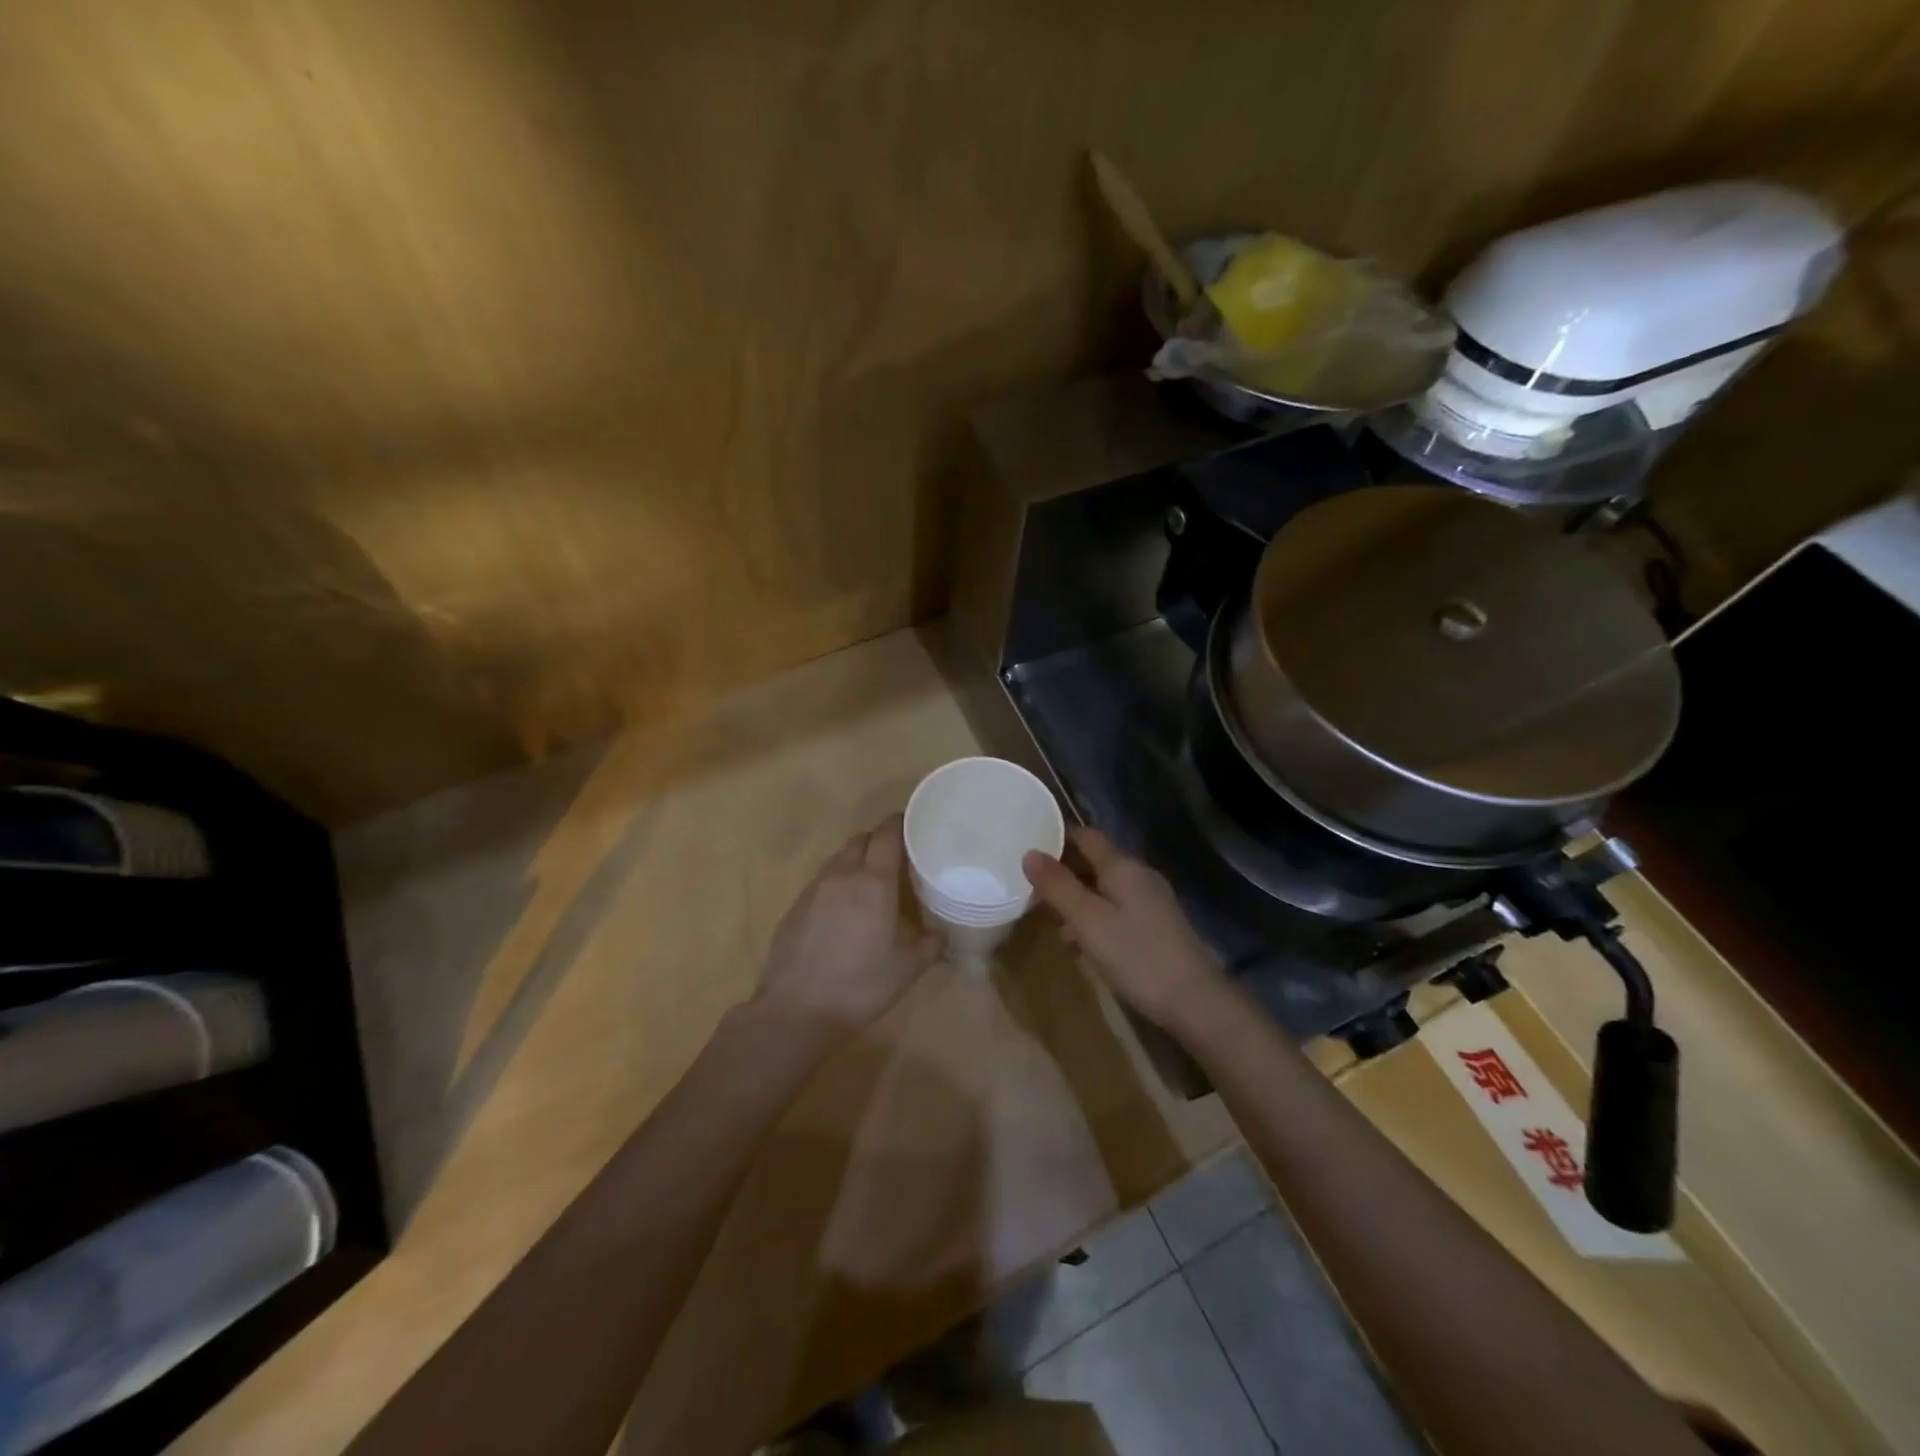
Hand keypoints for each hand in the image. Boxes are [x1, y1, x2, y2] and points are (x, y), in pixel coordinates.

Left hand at [756, 814, 939, 1029]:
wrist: (796, 1010)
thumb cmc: (861, 984)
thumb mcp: (907, 968)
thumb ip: (929, 944)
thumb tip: (940, 933)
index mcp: (873, 881)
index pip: (887, 834)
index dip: (900, 824)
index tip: (914, 826)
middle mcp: (842, 875)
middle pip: (861, 840)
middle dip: (879, 842)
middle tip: (897, 859)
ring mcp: (813, 889)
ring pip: (838, 859)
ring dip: (856, 861)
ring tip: (871, 885)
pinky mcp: (794, 907)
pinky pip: (821, 882)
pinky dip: (836, 884)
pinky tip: (843, 912)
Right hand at [1023, 826, 1227, 1029]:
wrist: (1194, 1001)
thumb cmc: (1135, 955)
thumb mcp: (1087, 920)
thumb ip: (1058, 885)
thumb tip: (1029, 853)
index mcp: (1122, 866)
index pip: (1085, 836)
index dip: (1056, 838)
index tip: (1028, 850)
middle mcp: (1139, 875)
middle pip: (1094, 861)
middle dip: (1063, 872)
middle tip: (1031, 889)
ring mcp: (1151, 900)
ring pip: (1105, 887)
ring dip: (1077, 898)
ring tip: (1049, 918)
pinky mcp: (1156, 925)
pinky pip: (1117, 908)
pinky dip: (1095, 916)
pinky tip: (1080, 942)